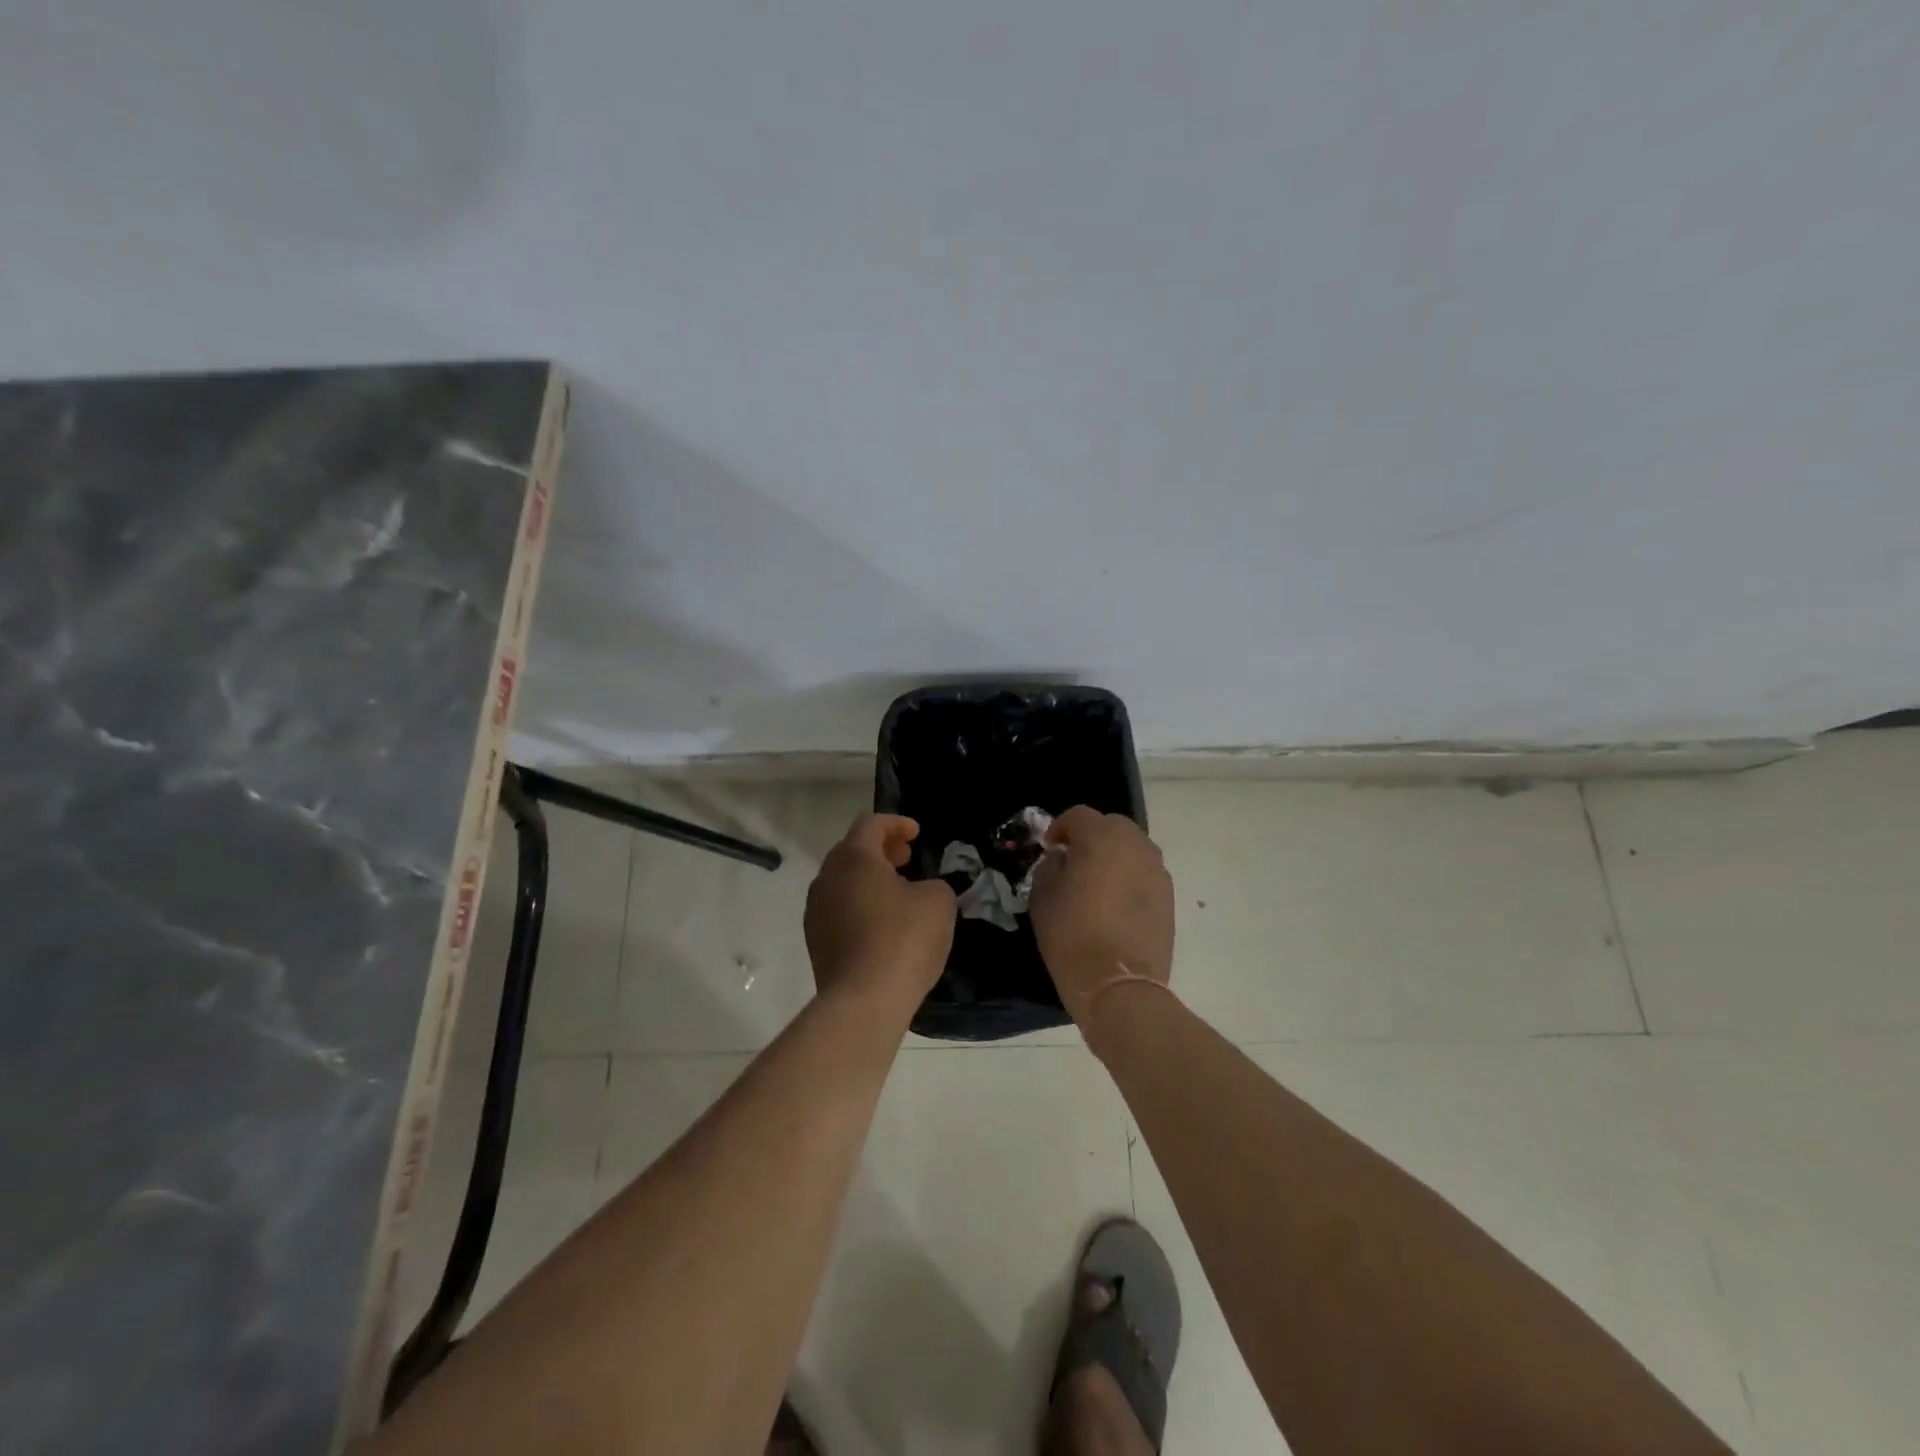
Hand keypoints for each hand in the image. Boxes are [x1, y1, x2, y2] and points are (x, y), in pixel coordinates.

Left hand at [804, 814, 956, 1007]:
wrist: (863, 1001)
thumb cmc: (904, 939)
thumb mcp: (938, 902)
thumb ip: (934, 884)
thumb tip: (922, 890)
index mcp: (854, 858)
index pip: (871, 824)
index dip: (896, 823)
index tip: (917, 833)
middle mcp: (827, 878)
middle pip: (852, 850)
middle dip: (881, 849)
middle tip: (907, 857)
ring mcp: (816, 911)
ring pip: (843, 881)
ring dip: (869, 878)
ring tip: (898, 890)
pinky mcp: (816, 941)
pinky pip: (839, 909)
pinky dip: (860, 904)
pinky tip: (882, 923)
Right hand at [1028, 807, 1174, 1021]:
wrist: (1118, 985)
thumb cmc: (1072, 936)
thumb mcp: (1043, 897)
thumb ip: (1051, 867)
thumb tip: (1062, 859)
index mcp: (1102, 839)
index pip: (1079, 815)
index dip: (1060, 827)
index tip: (1050, 848)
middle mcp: (1135, 846)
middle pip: (1112, 825)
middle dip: (1092, 835)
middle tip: (1074, 859)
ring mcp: (1157, 871)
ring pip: (1133, 847)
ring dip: (1114, 854)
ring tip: (1098, 880)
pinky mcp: (1169, 897)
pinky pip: (1146, 872)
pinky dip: (1130, 876)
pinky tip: (1116, 902)